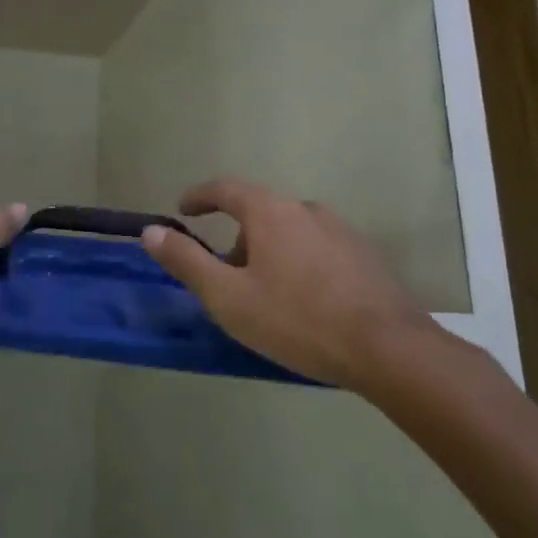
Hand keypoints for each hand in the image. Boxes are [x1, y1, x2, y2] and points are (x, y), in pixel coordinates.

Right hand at [141, 178, 449, 386]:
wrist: (387, 348)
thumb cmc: (296, 319)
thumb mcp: (228, 296)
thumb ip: (186, 261)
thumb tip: (150, 231)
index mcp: (269, 211)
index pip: (225, 188)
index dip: (200, 196)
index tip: (184, 209)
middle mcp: (306, 208)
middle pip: (259, 212)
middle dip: (236, 237)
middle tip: (225, 275)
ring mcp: (341, 229)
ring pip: (291, 231)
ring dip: (270, 251)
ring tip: (266, 294)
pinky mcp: (365, 254)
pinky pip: (318, 248)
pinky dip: (300, 263)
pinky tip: (306, 301)